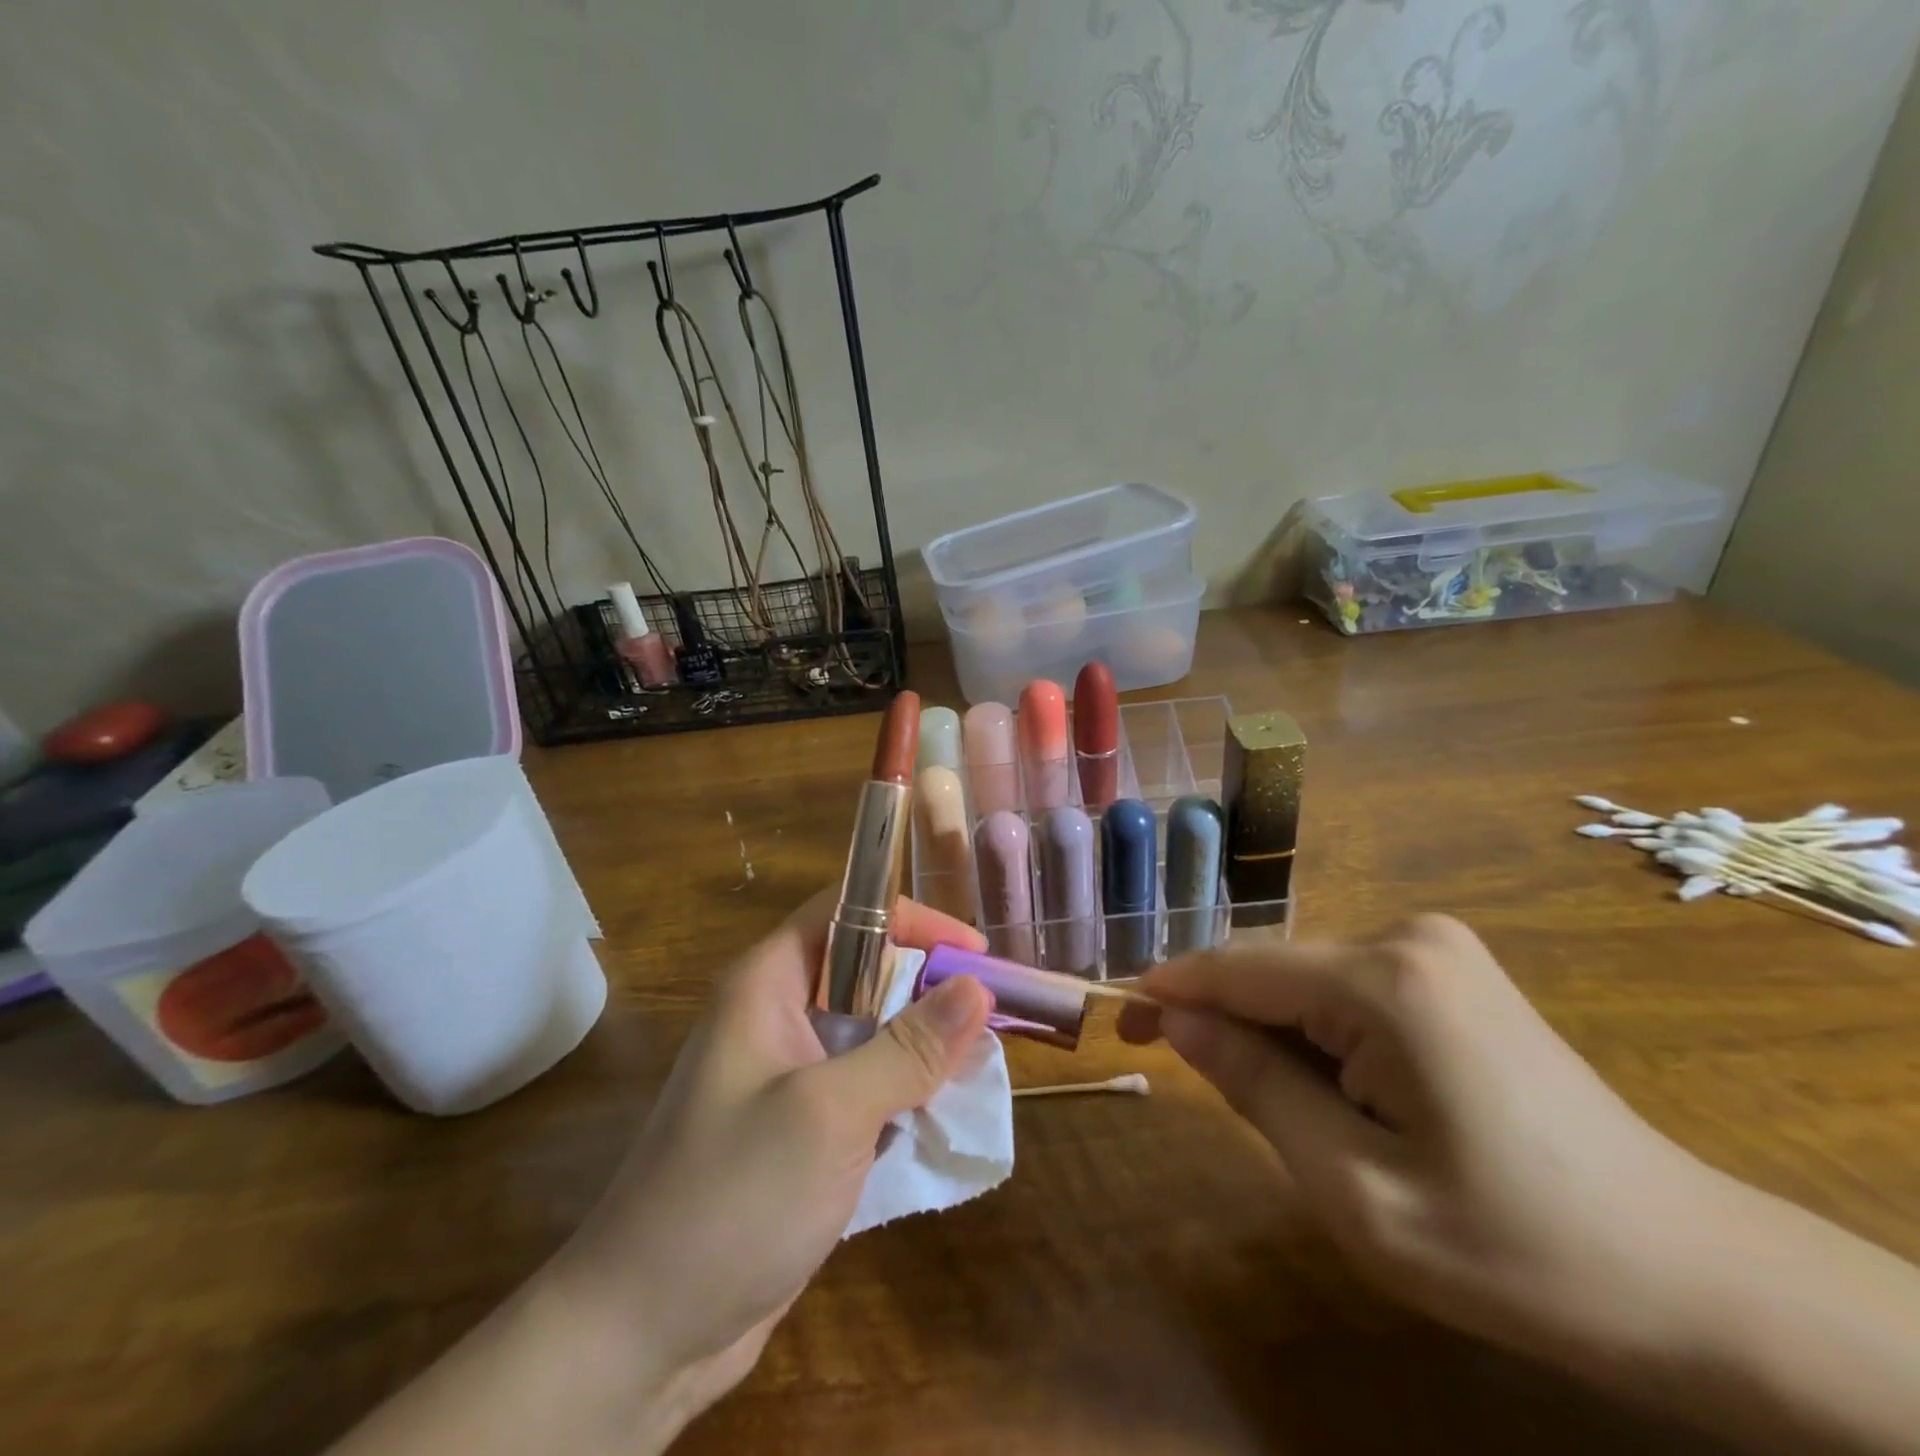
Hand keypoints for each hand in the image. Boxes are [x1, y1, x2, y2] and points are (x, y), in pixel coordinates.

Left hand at [550, 891, 992, 1441]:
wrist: (642, 1335)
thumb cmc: (731, 1197)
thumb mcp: (829, 1113)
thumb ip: (906, 1049)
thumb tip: (976, 987)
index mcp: (767, 984)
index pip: (846, 912)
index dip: (911, 918)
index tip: (974, 952)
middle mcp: (777, 1016)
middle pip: (866, 971)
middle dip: (927, 986)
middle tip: (990, 1015)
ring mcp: (789, 1075)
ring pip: (871, 1031)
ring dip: (922, 1044)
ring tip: (979, 1064)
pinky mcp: (802, 1128)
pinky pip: (865, 1085)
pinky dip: (905, 1091)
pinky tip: (942, 1113)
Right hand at [1118, 915, 1717, 1378]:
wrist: (1699, 1278)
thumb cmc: (1517, 1249)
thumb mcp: (1356, 1189)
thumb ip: (1254, 1087)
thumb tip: (1179, 1021)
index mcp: (1384, 981)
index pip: (1238, 967)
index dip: (1168, 987)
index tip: (1116, 1014)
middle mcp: (1408, 937)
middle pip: (1273, 972)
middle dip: (1222, 1019)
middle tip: (1177, 1073)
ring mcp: (1437, 949)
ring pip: (1306, 982)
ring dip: (1274, 1036)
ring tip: (1286, 1113)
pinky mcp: (1452, 972)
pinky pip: (1347, 990)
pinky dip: (1317, 1035)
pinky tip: (1341, 1095)